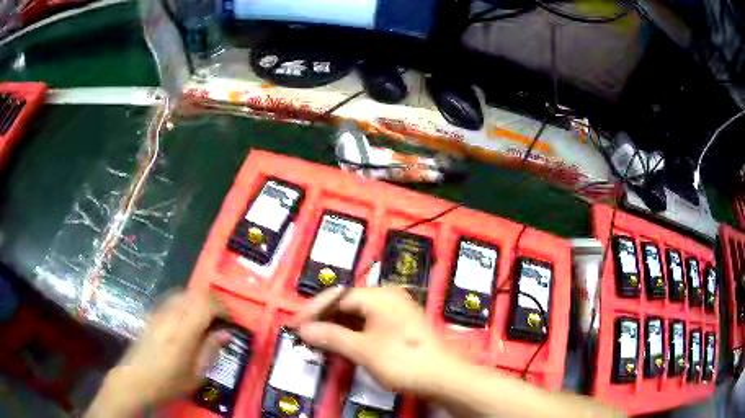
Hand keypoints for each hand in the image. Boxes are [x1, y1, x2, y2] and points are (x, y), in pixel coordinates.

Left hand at [86, 290, 229, 417]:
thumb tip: (226, 333)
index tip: (231, 321)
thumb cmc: (168, 382)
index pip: (206, 304)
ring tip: (206, 317)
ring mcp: (159, 312)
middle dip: (213, 301)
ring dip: (199, 300)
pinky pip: (173, 299)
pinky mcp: (152, 314)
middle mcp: (171, 315)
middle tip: (222, 318)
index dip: (223, 308)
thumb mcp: (196, 374)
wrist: (135, 379)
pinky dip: (186, 302)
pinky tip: (187, 319)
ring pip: (183, 293)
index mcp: (183, 330)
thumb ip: (210, 350)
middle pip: (195, 294)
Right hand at [294, 287, 462, 395]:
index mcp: (379, 295)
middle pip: (347, 303)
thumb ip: (331, 337)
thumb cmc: (402, 360)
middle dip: (325, 319)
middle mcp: (388, 297)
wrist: (444, 376)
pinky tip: (342, 344)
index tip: (296, 325)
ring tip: (319, 341)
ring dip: (337, 327)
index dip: (314, 310)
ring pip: (358, 314)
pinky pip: (369, 323)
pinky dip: (353, 333)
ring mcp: (396, 311)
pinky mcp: (400, 326)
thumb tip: (304, 330)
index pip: (338, 296)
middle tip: (305, 335)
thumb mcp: (362, 350)